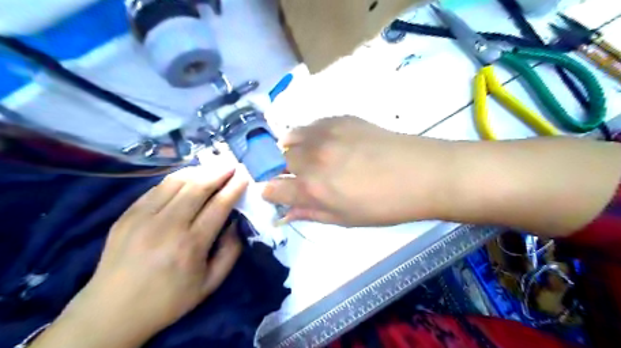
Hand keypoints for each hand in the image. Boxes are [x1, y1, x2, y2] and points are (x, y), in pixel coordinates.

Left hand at [33, 166, 247, 347]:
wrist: (111, 312)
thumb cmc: (168, 300)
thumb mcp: (210, 284)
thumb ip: (230, 252)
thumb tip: (236, 223)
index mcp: (190, 245)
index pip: (218, 205)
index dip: (234, 188)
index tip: (244, 176)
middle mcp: (167, 226)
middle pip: (198, 187)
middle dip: (219, 172)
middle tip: (232, 165)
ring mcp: (143, 218)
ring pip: (176, 182)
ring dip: (199, 171)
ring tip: (213, 167)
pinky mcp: (127, 215)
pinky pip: (156, 188)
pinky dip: (176, 178)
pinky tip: (188, 177)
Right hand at [260, 117, 453, 225]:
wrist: (420, 173)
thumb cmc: (384, 205)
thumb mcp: (344, 219)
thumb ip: (310, 213)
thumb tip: (285, 213)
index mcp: (312, 188)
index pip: (271, 187)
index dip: (269, 191)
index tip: (274, 193)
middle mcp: (312, 158)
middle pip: (277, 159)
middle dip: (280, 170)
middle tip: (296, 176)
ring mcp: (325, 134)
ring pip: (290, 137)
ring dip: (290, 149)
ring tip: (307, 156)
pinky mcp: (339, 119)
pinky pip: (311, 124)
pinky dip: (309, 135)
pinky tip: (324, 142)